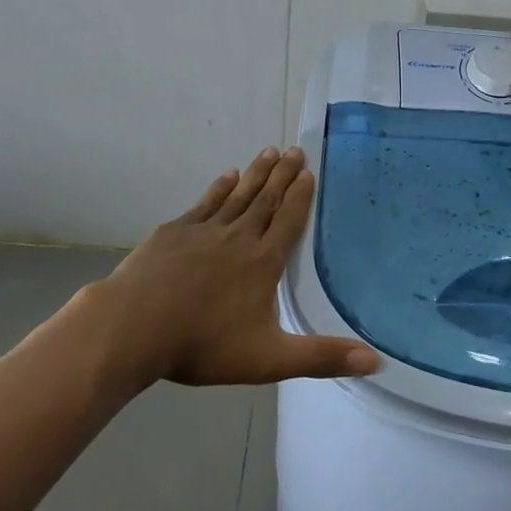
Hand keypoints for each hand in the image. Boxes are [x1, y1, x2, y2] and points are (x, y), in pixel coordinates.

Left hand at [74, 147, 380, 389]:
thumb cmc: (203, 344)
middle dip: (282, 175)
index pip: (288, 221)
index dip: (300, 196)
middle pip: (266, 200)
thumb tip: (376, 360)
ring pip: (238, 195)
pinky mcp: (174, 231)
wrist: (135, 326)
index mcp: (262, 263)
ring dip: (255, 174)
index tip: (308, 172)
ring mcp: (204, 231)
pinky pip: (205, 203)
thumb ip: (321, 357)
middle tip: (294, 150)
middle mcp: (238, 238)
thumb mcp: (269, 359)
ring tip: (269, 152)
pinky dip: (219, 188)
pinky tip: (226, 176)